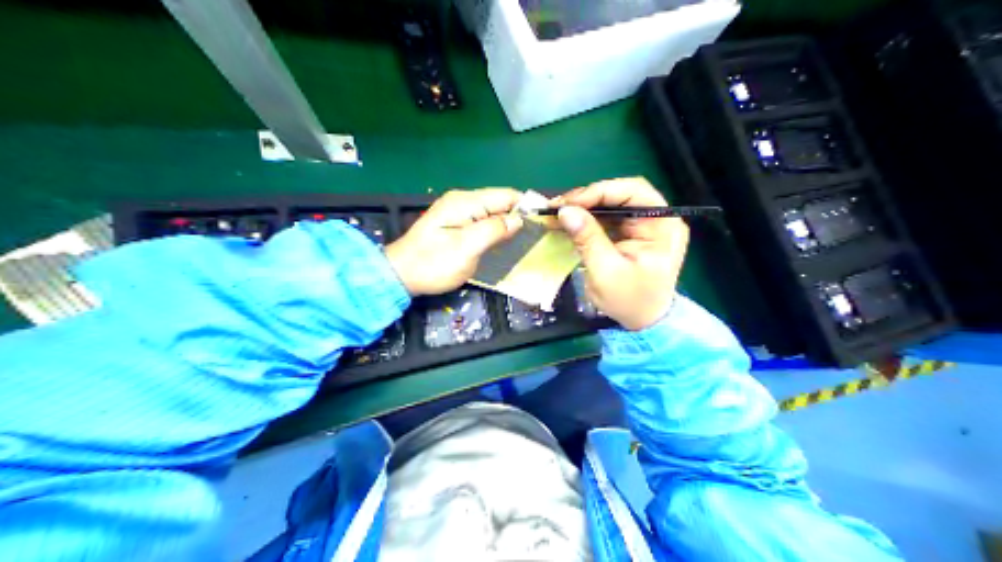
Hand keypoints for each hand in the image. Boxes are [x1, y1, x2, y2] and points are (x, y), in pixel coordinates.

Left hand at [384, 189, 524, 295]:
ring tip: (523, 242)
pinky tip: (502, 243)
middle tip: (535, 238)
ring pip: (493, 212)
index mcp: (466, 202)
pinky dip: (495, 230)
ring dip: (508, 225)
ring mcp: (458, 212)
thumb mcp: (466, 249)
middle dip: (518, 216)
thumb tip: (518, 219)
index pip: (506, 195)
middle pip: (501, 202)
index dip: (526, 207)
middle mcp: (463, 201)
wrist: (399, 275)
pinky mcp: (456, 224)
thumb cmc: (433, 264)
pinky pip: (483, 221)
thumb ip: (493, 230)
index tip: (543, 224)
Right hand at [556, 177, 689, 330]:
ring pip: (612, 203)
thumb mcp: (606, 272)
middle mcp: (658, 218)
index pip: (633, 192)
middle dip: (588, 198)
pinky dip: (587, 218)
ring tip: (557, 214)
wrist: (644, 323)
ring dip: (584, 207)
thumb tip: (565, 211)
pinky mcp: (632, 232)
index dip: (599, 192)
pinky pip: (608, 217)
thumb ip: (587, 239)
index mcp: (663, 225)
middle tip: (558, 207)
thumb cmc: (630, 301)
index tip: (568, 203)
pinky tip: (568, 222)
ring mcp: (645, 224)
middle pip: (621, 193)